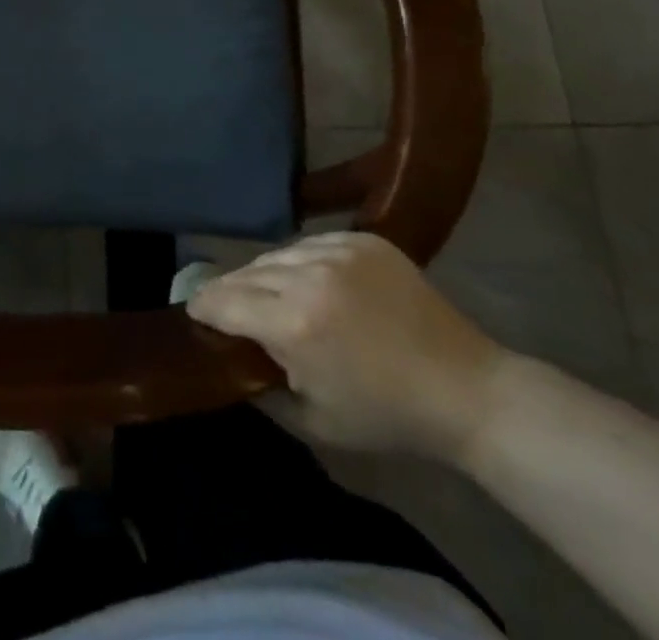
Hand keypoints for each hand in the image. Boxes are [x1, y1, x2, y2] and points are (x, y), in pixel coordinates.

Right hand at [187, 232, 506, 463]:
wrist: (465, 389)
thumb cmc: (387, 416)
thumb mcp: (314, 420)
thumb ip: (263, 385)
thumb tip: (231, 358)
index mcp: (293, 324)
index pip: (224, 301)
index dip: (203, 305)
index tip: (193, 310)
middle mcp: (308, 277)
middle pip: (247, 273)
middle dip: (231, 290)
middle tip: (224, 304)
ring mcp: (338, 251)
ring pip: (278, 253)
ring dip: (265, 273)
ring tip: (267, 292)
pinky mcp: (363, 240)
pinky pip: (312, 242)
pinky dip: (301, 260)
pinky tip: (307, 279)